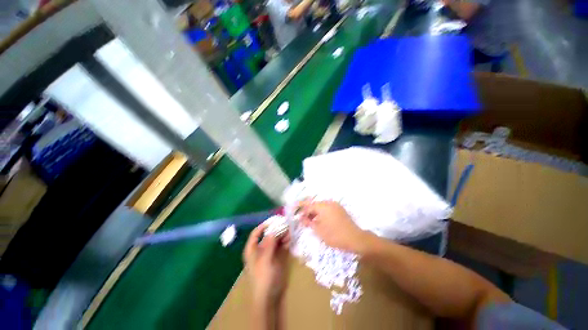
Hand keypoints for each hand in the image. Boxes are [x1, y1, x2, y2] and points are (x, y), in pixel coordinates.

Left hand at [243, 223, 289, 305]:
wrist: (269, 297)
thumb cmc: (263, 278)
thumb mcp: (265, 259)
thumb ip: (270, 243)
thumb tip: (274, 229)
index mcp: (252, 249)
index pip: (256, 233)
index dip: (264, 226)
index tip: (274, 220)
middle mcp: (260, 249)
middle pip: (268, 235)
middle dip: (276, 229)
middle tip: (286, 225)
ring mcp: (269, 253)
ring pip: (275, 239)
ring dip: (282, 235)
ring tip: (289, 232)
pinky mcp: (276, 257)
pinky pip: (280, 246)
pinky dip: (285, 242)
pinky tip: (290, 240)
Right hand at [298, 200, 371, 253]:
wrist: (355, 239)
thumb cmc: (335, 235)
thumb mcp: (319, 230)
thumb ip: (308, 222)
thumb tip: (301, 217)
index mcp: (323, 206)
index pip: (309, 205)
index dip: (301, 208)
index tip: (294, 210)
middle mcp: (329, 203)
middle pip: (315, 204)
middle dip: (308, 210)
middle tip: (301, 217)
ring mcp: (335, 205)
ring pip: (321, 206)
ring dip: (315, 212)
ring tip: (309, 220)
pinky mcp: (340, 210)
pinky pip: (327, 208)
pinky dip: (321, 213)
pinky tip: (319, 220)